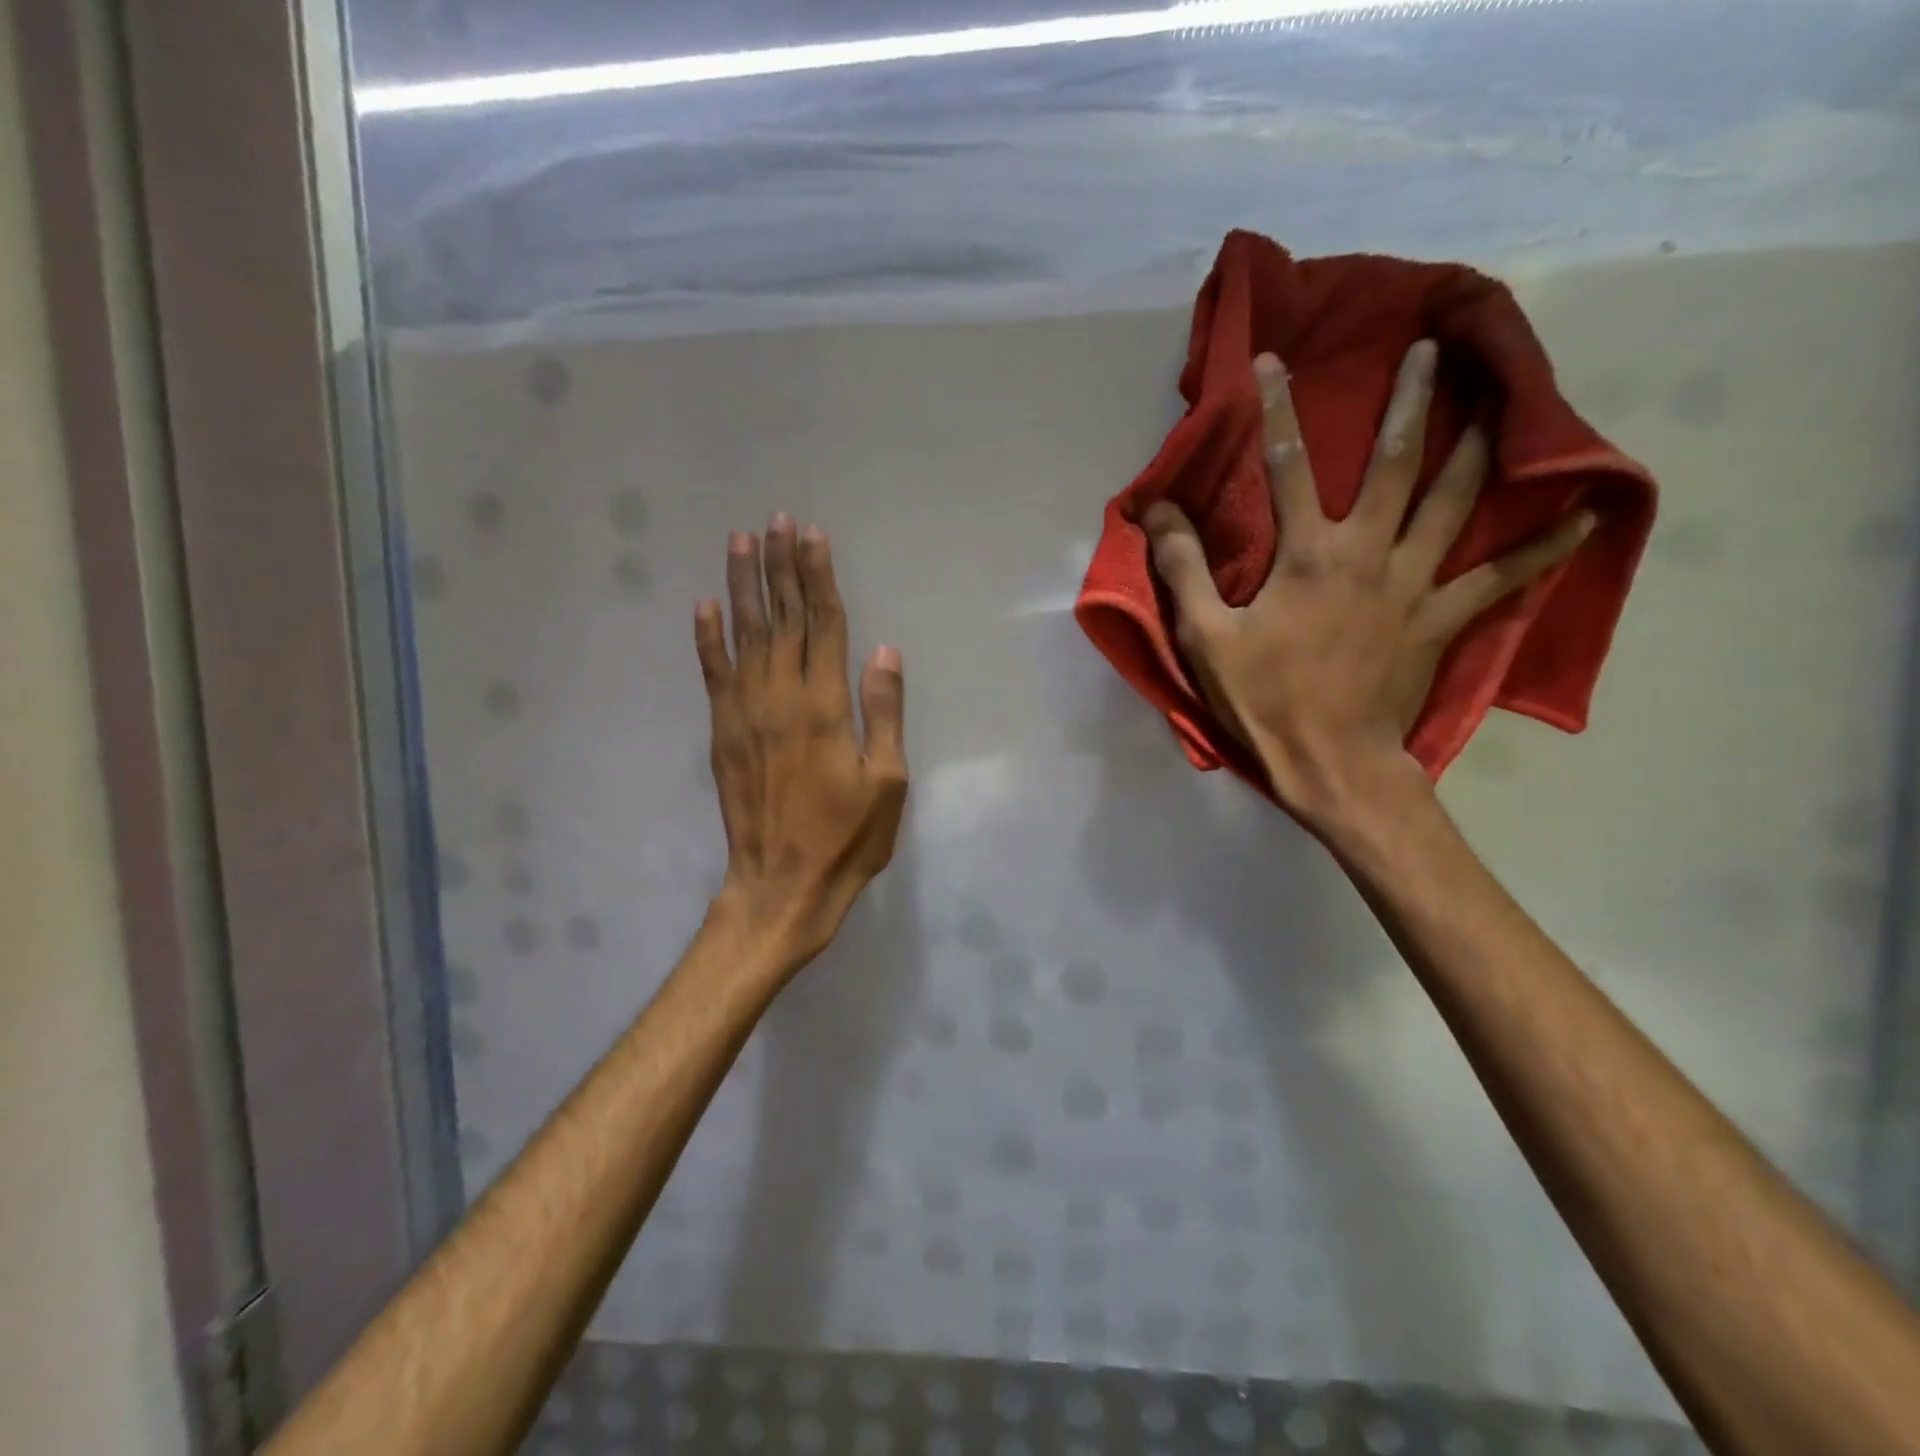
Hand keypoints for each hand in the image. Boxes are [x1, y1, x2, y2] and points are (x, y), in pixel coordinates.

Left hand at [695, 515, 907, 967]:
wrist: (782, 883)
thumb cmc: (847, 837)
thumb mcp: (888, 781)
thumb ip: (884, 712)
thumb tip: (884, 651)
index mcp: (825, 706)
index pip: (823, 625)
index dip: (818, 578)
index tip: (813, 536)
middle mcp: (781, 697)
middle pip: (782, 618)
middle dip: (781, 567)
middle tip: (778, 521)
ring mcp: (744, 713)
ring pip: (744, 634)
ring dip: (743, 585)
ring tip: (742, 541)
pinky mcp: (722, 732)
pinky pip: (712, 674)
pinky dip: (707, 638)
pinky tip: (705, 604)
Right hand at [1144, 342, 1593, 829]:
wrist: (1331, 763)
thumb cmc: (1263, 700)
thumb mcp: (1205, 638)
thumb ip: (1184, 569)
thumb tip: (1158, 510)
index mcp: (1306, 555)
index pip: (1285, 466)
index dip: (1275, 409)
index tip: (1271, 360)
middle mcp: (1368, 553)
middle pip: (1395, 463)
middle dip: (1410, 400)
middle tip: (1432, 348)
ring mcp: (1414, 585)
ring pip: (1456, 502)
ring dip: (1481, 445)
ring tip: (1506, 397)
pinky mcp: (1443, 620)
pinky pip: (1502, 577)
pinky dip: (1545, 546)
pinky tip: (1585, 513)